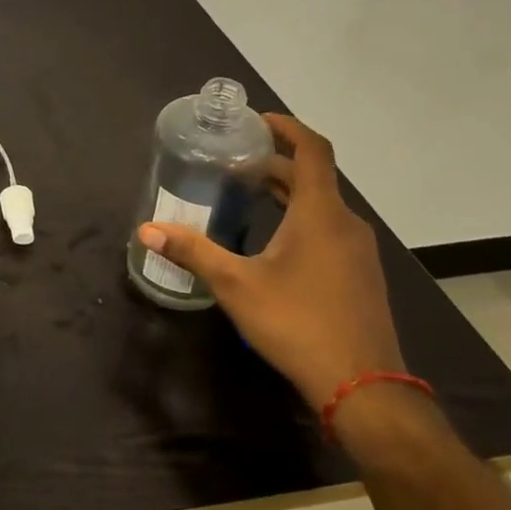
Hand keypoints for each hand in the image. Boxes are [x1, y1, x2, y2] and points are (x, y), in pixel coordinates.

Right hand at [137, 114, 401, 410]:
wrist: (363, 388)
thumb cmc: (298, 323)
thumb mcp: (236, 285)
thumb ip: (192, 251)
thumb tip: (147, 230)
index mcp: (320, 214)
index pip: (312, 150)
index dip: (287, 127)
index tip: (256, 120)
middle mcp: (346, 224)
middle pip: (312, 177)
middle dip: (273, 163)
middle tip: (232, 161)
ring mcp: (358, 252)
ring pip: (320, 205)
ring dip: (285, 192)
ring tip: (244, 193)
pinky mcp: (359, 275)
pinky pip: (328, 229)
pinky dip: (299, 218)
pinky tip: (270, 240)